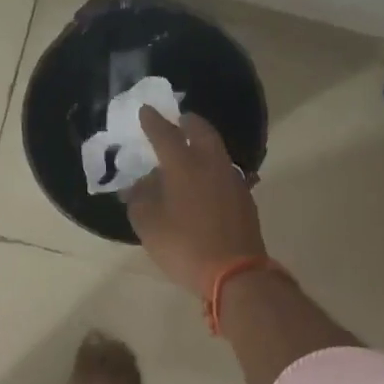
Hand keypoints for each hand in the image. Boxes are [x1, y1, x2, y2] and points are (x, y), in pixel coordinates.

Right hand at [125, 107, 265, 296]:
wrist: (235, 272)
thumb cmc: (184, 246)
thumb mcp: (148, 225)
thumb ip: (139, 199)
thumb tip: (138, 185)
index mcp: (184, 165)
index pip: (165, 134)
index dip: (153, 122)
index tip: (145, 111)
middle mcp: (211, 164)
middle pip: (201, 131)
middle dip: (187, 122)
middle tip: (177, 121)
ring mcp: (232, 180)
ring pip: (216, 151)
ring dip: (202, 144)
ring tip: (189, 151)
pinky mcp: (244, 198)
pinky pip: (224, 172)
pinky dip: (211, 168)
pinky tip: (204, 182)